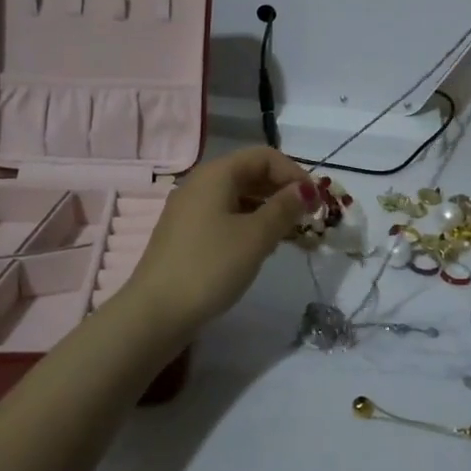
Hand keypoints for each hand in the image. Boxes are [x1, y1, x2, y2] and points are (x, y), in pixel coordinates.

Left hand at [118, 147, 311, 334]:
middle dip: (282, 191)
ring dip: (267, 209)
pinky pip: (224, 216)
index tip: (315, 202)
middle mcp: (200, 183)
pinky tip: (260, 248)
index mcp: (216, 174)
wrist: (155, 313)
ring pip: (237, 197)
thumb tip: (305, 188)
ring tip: (289, 235)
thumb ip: (284, 208)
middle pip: (249, 173)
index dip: (293, 173)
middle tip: (307, 218)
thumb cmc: (210, 267)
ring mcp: (189, 210)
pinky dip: (248, 223)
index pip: (263, 156)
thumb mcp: (255, 237)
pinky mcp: (185, 234)